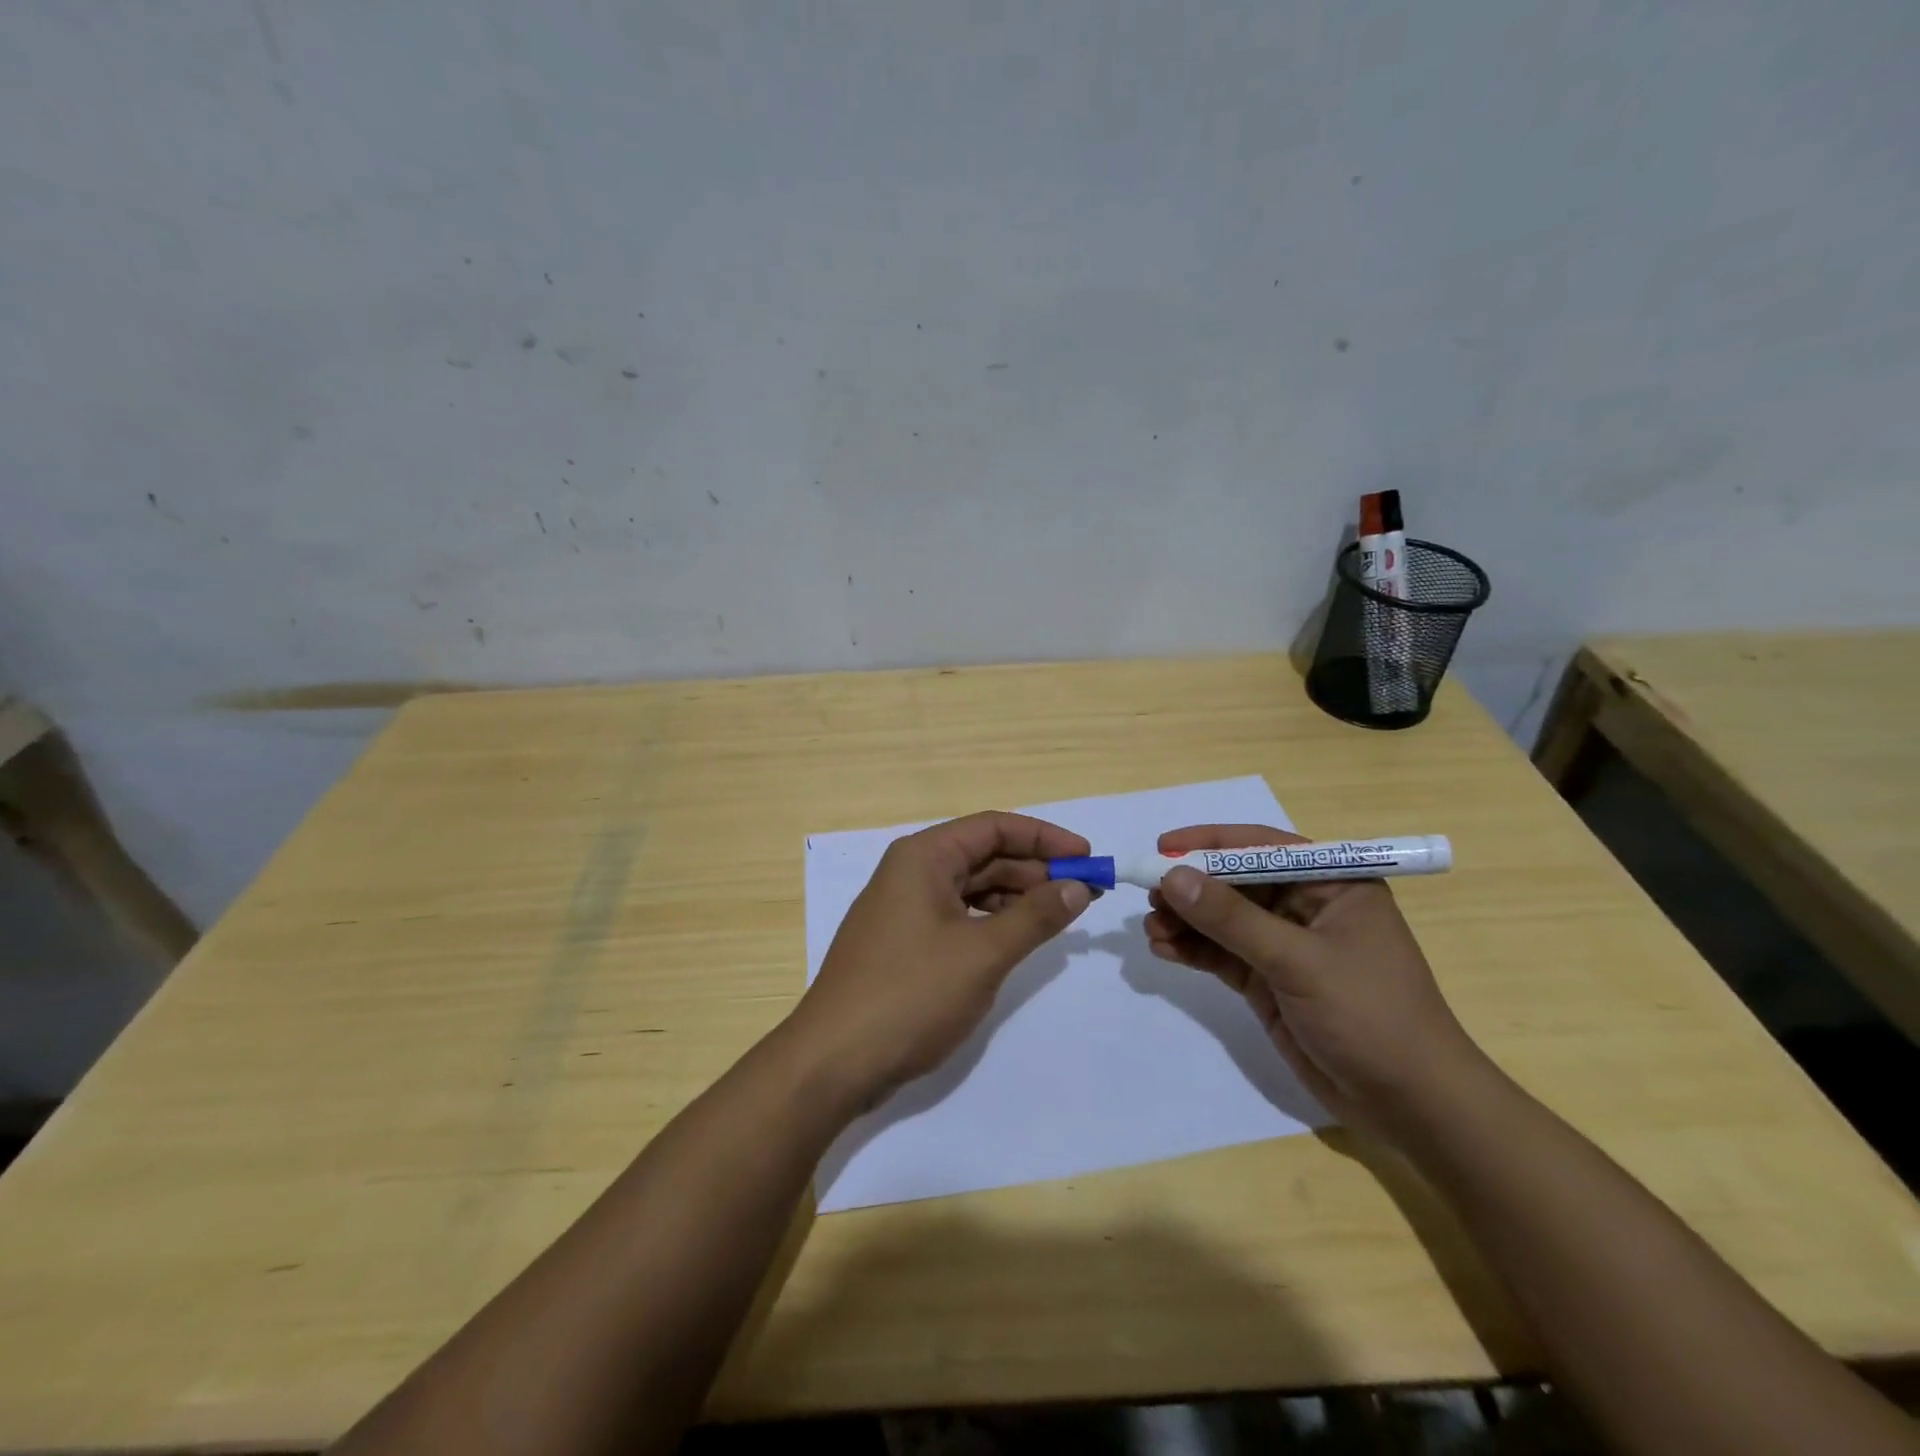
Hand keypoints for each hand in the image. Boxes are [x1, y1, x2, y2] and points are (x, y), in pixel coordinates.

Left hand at [788, 811, 1093, 1108]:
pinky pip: (957, 917)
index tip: (1088, 858)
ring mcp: (904, 909)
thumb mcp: (983, 953)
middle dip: (1034, 870)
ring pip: (972, 888)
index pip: (994, 827)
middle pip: (983, 855)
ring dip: (1016, 898)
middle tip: (1084, 893)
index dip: (1045, 838)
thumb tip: (1078, 887)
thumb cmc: (910, 994)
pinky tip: (1018, 940)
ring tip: (1059, 917)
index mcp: (924, 857)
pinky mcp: (904, 944)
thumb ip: (1035, 915)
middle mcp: (911, 872)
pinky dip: (992, 923)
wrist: (834, 1061)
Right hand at [1142, 824, 1483, 1137]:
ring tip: (1151, 929)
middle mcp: (1306, 907)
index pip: (1262, 848)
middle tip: (1148, 895)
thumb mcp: (1298, 961)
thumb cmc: (1370, 1015)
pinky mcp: (1269, 981)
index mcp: (1332, 884)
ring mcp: (1285, 946)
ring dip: (1186, 921)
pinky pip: (1222, 954)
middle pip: (1235, 883)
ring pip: (1223, 920)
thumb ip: (1232, 919)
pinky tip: (1164, 949)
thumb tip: (1172, 877)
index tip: (1162, 849)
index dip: (1210, 844)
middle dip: (1191, 889)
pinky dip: (1193, 950)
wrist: (1411, 1106)